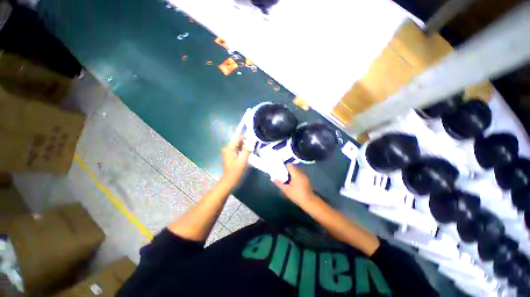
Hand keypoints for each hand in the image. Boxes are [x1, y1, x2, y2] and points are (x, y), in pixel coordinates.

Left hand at [221, 136, 249, 186]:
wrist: (228, 181)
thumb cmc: (236, 171)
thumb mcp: (243, 160)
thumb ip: (247, 150)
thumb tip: (251, 141)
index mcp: (229, 148)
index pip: (238, 138)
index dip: (245, 137)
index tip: (253, 139)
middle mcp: (227, 148)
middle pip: (237, 142)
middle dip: (245, 142)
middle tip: (253, 145)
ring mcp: (227, 152)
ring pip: (237, 146)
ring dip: (244, 147)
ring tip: (251, 149)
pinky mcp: (228, 156)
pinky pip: (236, 150)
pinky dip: (241, 150)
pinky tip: (246, 154)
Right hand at [274, 164, 315, 204]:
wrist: (309, 201)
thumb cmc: (297, 195)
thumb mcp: (287, 190)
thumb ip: (280, 184)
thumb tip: (273, 179)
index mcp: (296, 174)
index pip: (290, 165)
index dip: (284, 166)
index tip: (280, 169)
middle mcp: (301, 173)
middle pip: (293, 167)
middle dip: (287, 169)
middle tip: (282, 174)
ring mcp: (304, 176)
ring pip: (296, 170)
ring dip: (291, 172)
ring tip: (286, 178)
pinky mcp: (306, 179)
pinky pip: (299, 174)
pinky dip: (295, 175)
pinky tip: (292, 181)